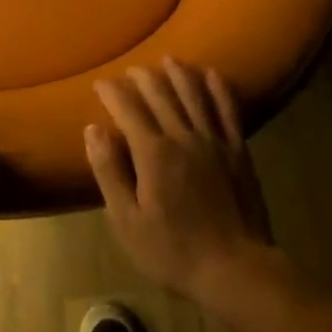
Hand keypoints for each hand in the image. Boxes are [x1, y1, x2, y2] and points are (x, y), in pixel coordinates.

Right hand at [87, 59, 277, 309]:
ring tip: (168, 60)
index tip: (100, 84)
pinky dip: (219, 88)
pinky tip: (212, 74)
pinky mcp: (239, 151)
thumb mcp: (126, 220)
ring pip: (194, 95)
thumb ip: (109, 171)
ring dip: (179, 73)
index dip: (112, 92)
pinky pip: (228, 110)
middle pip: (161, 95)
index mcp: (153, 153)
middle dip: (142, 78)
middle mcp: (183, 137)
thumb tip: (93, 129)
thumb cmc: (173, 251)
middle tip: (130, 71)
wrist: (236, 270)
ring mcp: (215, 142)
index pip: (128, 109)